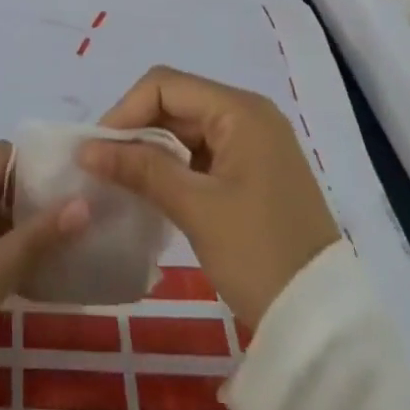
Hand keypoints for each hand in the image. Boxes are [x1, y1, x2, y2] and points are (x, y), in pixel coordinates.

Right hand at [80, 67, 338, 331]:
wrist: (322, 323)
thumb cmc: (259, 255)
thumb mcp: (196, 208)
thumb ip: (140, 168)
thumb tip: (87, 148)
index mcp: (240, 110)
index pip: (165, 86)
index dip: (126, 110)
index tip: (97, 148)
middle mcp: (248, 115)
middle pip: (175, 102)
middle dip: (136, 128)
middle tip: (103, 164)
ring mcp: (253, 143)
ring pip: (186, 128)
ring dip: (152, 148)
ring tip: (120, 178)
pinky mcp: (253, 171)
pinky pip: (202, 152)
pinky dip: (174, 165)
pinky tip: (151, 190)